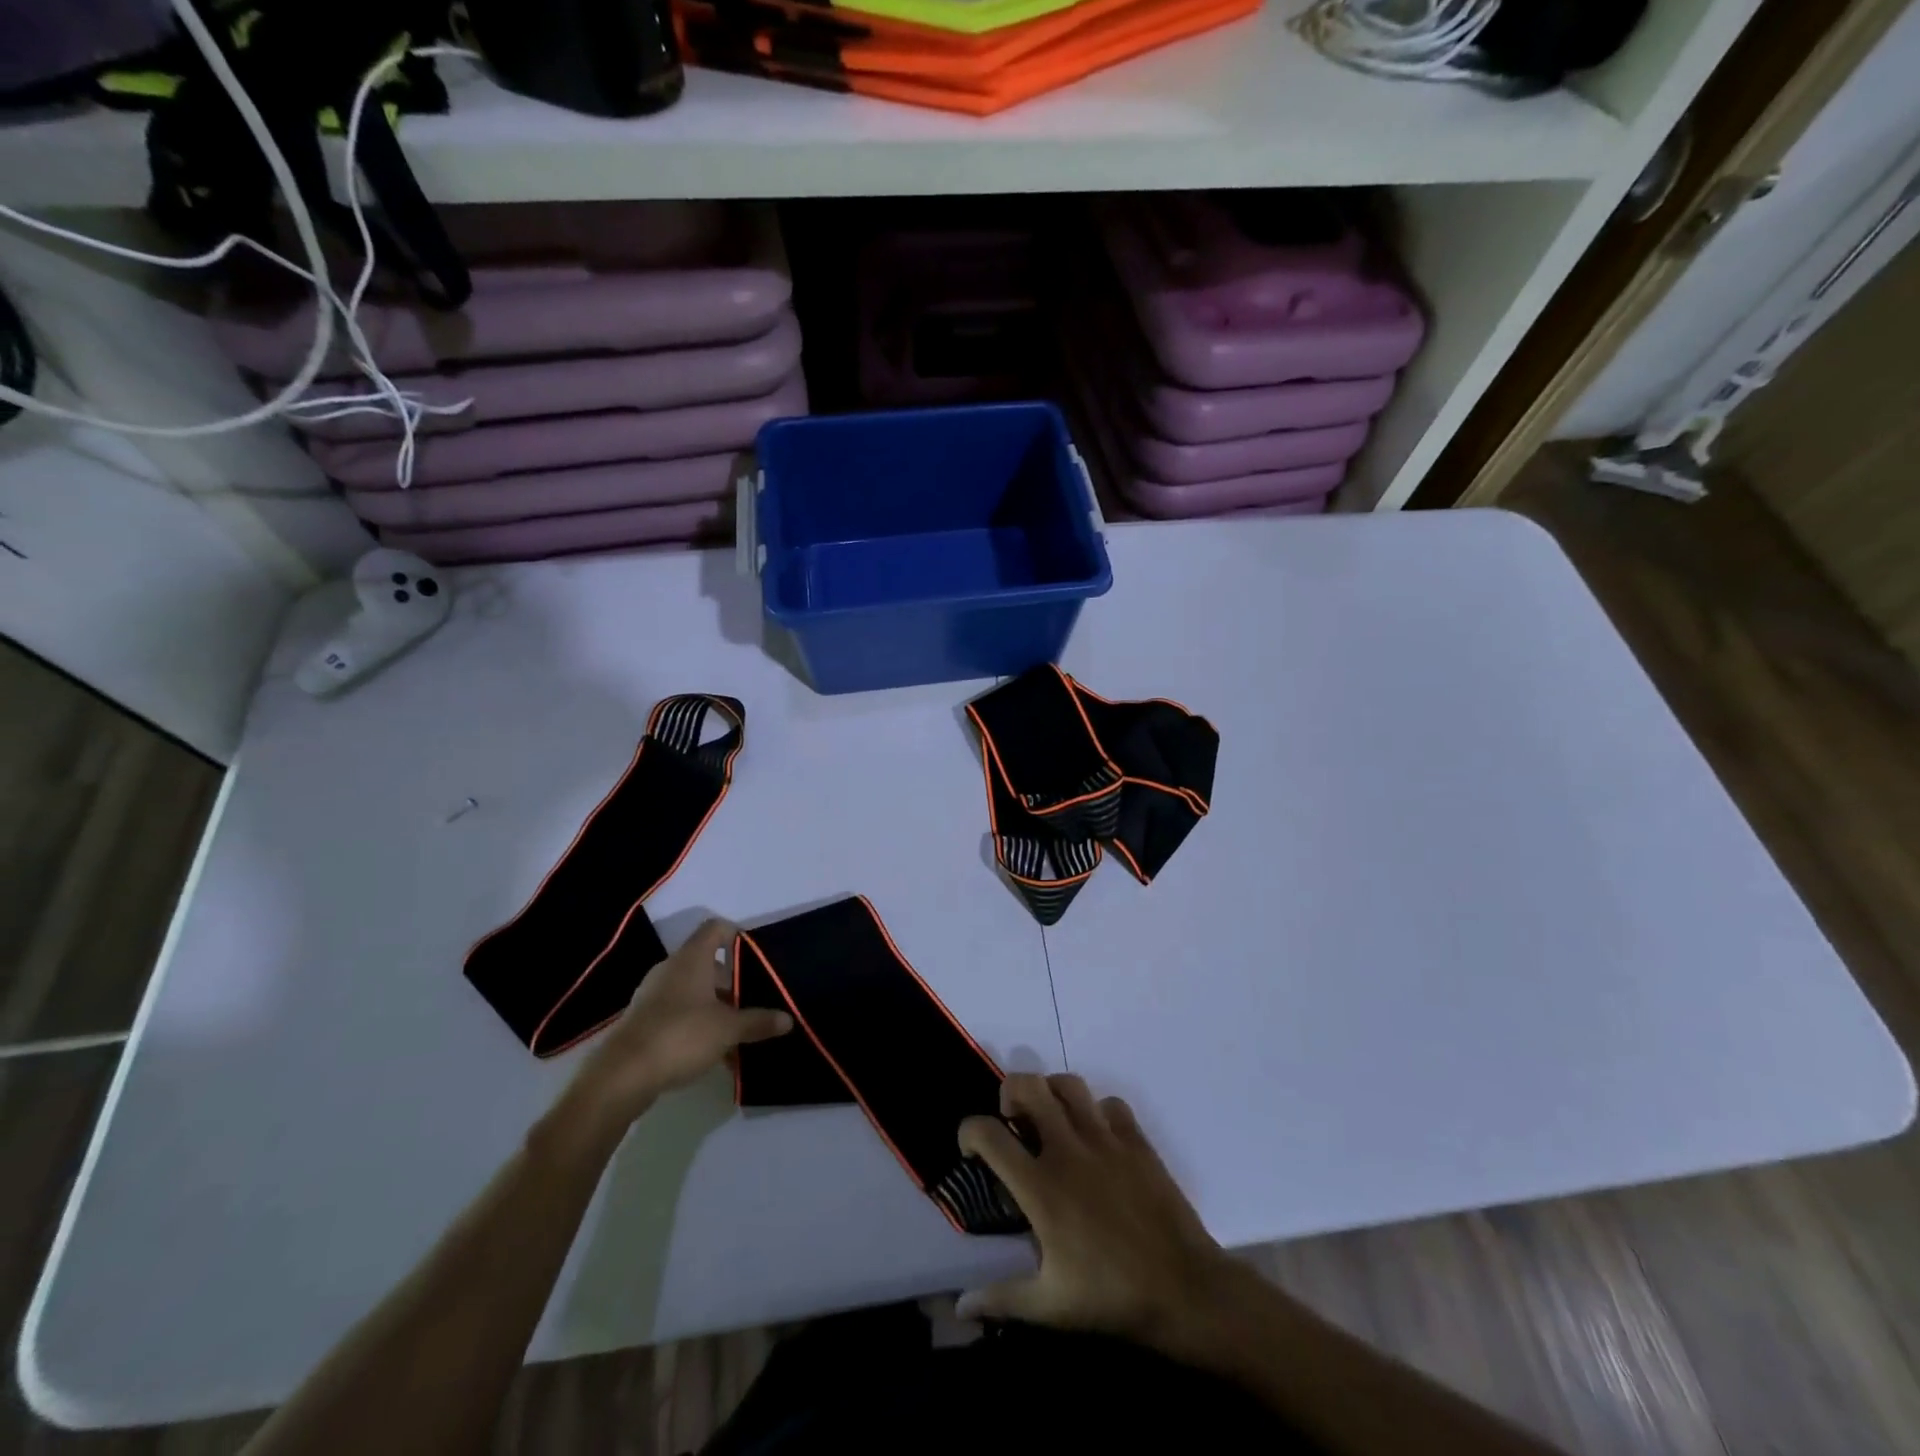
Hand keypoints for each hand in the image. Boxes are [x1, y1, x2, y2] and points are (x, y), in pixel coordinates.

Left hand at [569, 919, 791, 1128]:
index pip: (716, 928)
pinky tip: (714, 1052)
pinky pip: (679, 1013)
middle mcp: (671, 969)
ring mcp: (654, 995)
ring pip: (694, 991)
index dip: (737, 935)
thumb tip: (788, 1019)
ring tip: (738, 1030)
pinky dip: (698, 1024)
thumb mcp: (728, 1030)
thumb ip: (758, 1022)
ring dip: (716, 1006)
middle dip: (732, 981)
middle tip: (754, 999)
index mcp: (691, 959)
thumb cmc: (680, 1036)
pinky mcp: (644, 1021)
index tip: (757, 955)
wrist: (621, 1076)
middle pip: (707, 963)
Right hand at [955, 1073, 1235, 1353]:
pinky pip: (1110, 1104)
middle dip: (1010, 1092)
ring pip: (1068, 1084)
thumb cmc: (1112, 1297)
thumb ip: (1001, 1298)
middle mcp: (1068, 1149)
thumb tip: (960, 1306)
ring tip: (1051, 1118)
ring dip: (1051, 1092)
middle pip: (1028, 1085)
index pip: (989, 1133)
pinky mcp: (1136, 1140)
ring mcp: (1105, 1139)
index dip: (968, 1131)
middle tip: (1012, 1121)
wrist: (1185, 1290)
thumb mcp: (1050, 1307)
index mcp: (1040, 1185)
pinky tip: (1097, 1137)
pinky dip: (1097, 1111)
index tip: (971, 1150)